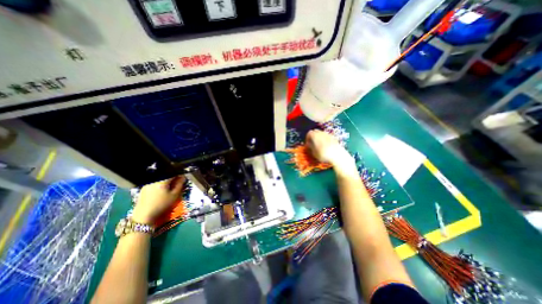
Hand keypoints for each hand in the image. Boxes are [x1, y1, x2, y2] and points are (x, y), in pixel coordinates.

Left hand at [130, 178, 185, 223]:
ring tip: (170, 187)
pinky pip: (154, 183)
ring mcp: (147, 184)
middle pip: (165, 175)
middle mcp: (153, 180)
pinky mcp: (143, 188)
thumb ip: (179, 184)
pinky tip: (162, 191)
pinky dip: (160, 184)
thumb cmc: (162, 205)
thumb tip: (183, 177)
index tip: (182, 178)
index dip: (179, 174)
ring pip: (160, 179)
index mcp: (162, 180)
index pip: (172, 172)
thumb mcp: (174, 195)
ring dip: (166, 181)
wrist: (144, 216)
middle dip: (172, 178)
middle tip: (177, 183)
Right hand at [307, 130, 357, 173]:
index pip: (309, 133)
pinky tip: (325, 146)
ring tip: (319, 145)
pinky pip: (326, 136)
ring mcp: (328, 134)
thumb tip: (308, 144)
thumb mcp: (313, 152)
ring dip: (318, 138)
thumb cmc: (323, 154)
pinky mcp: (333, 137)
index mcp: (315, 135)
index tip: (307, 144)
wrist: (337, 155)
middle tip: (312, 143)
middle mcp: (321, 133)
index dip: (307, 138)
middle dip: (313, 137)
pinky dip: (324, 139)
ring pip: (321, 133)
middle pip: (315, 131)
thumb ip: (310, 147)